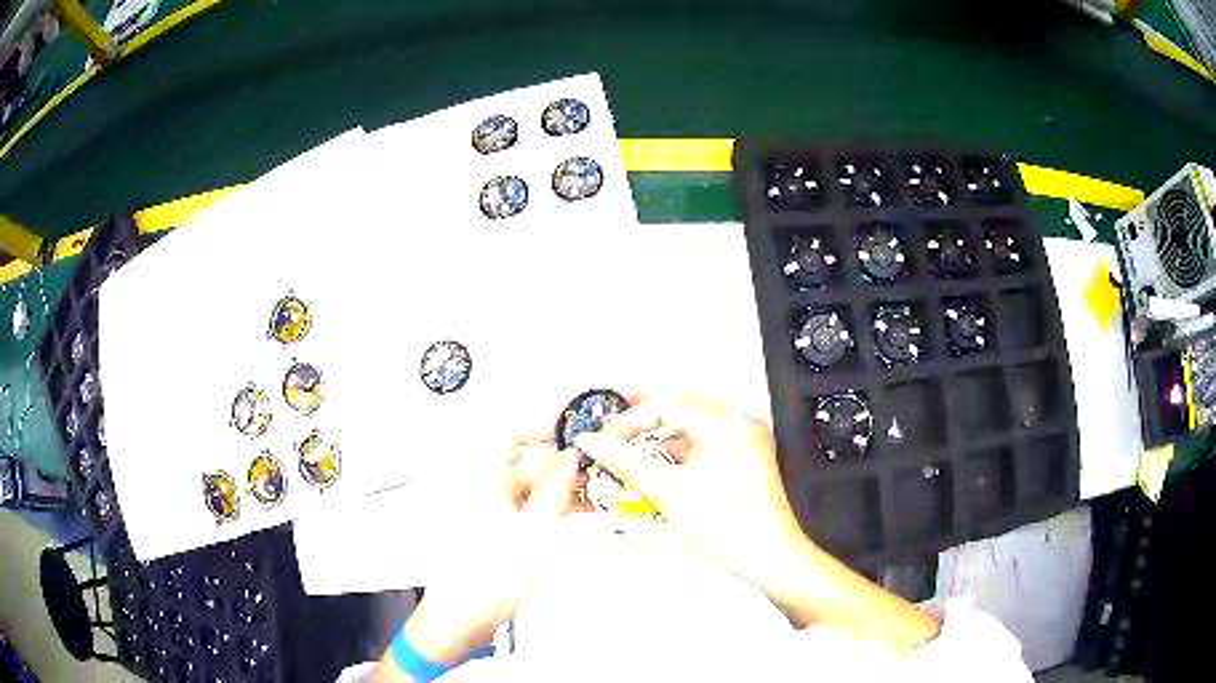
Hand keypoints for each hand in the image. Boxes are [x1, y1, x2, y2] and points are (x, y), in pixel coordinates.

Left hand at [378, 428, 584, 677]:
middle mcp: (483, 488)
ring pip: (531, 484)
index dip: (543, 426)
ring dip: (562, 485)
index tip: (576, 429)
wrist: (464, 619)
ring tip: (598, 489)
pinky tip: (580, 509)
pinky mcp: (499, 530)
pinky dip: (553, 505)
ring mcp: (491, 510)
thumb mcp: (533, 532)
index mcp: (481, 479)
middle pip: (525, 460)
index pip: (511, 434)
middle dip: (562, 461)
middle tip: (598, 464)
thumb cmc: (487, 578)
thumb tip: (571, 458)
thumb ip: (554, 490)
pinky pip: (529, 505)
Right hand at [576, 394, 939, 651]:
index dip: (629, 407)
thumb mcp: (674, 500)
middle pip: (681, 399)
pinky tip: (651, 468)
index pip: (670, 395)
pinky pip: (699, 444)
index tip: (598, 421)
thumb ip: (629, 464)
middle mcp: (741, 426)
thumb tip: (589, 441)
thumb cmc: (737, 538)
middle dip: (640, 407)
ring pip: (690, 422)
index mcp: (729, 426)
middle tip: (603, 418)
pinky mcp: (743, 466)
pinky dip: (672, 451)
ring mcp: (743, 446)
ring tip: (620, 445)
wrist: (782, 572)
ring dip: (655, 432)